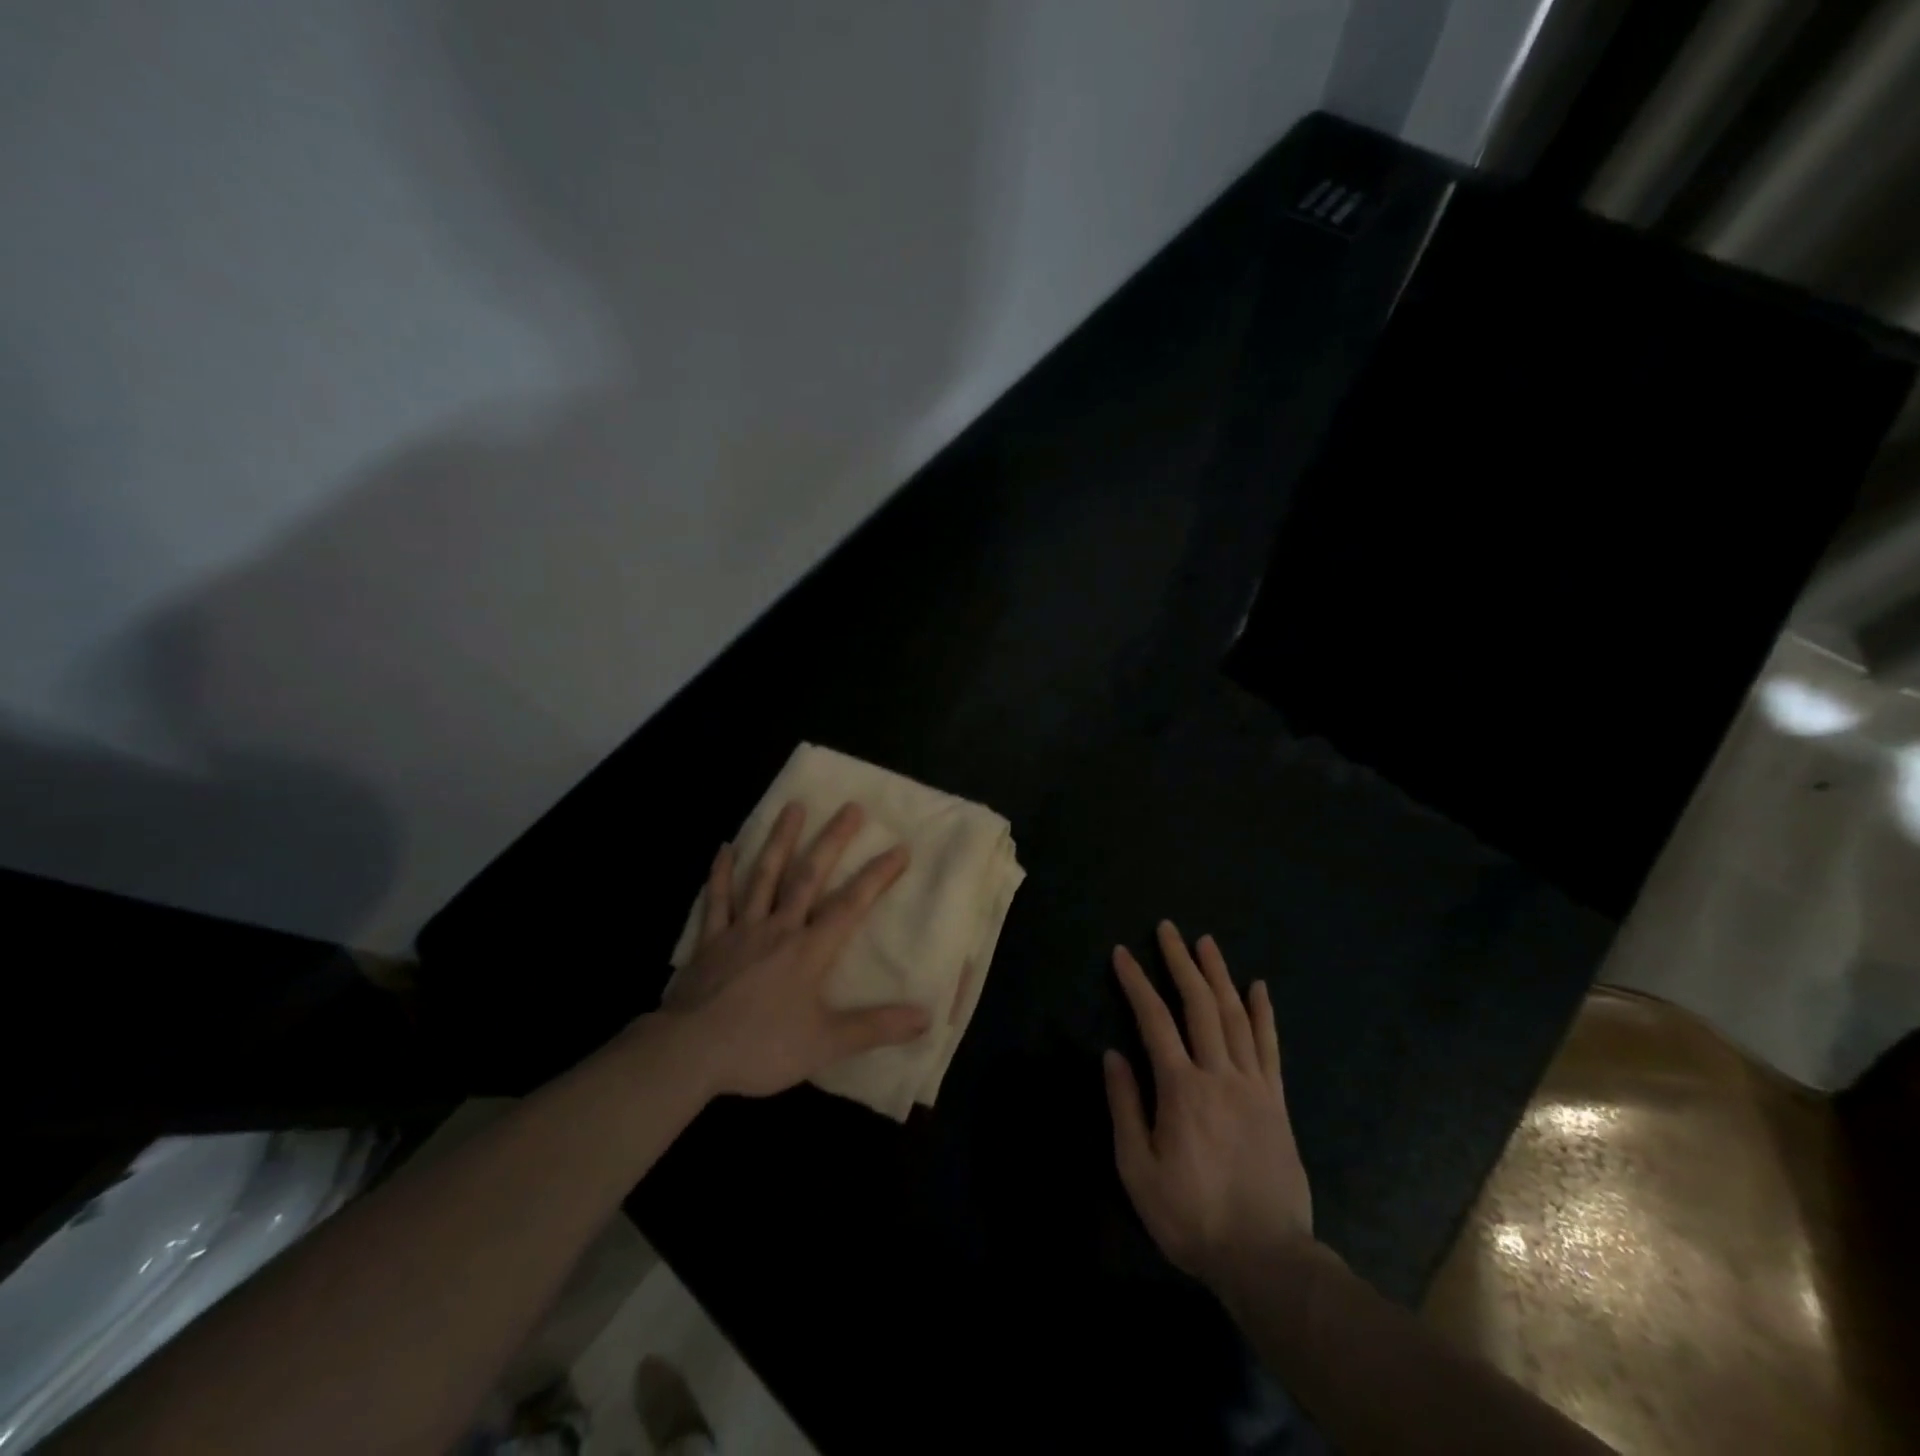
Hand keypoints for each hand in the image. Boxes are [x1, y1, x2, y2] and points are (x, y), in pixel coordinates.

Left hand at [659, 801, 929, 1097]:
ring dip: (780, 840)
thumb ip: (875, 1027)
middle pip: (808, 876)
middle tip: (851, 807)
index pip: (850, 905)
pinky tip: (725, 847)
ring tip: (794, 806)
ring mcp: (741, 930)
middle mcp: (779, 928)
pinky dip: (721, 873)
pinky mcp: (710, 941)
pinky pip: (717, 900)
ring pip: (764, 876)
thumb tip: (926, 1018)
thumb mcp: (826, 1043)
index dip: (877, 876)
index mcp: (809, 950)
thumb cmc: (761, 1046)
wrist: (689, 1052)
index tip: (899, 848)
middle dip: (832, 841)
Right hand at [1104, 921, 1313, 1290]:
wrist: (1266, 1257)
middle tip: (1168, 929)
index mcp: (1181, 1089)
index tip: (1122, 953)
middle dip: (1181, 962)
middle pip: (1199, 1005)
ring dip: (1219, 975)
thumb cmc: (1191, 1215)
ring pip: (1235, 1016)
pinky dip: (1263, 1013)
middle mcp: (1219, 1074)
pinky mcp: (1277, 1102)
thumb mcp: (1138, 1169)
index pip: (1154, 1021)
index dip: (1136, 983)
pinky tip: (1259, 987)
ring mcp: (1254, 1085)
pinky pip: (1270, 1047)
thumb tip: (1112, 1054)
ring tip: (1206, 942)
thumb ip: (1125, 1106)